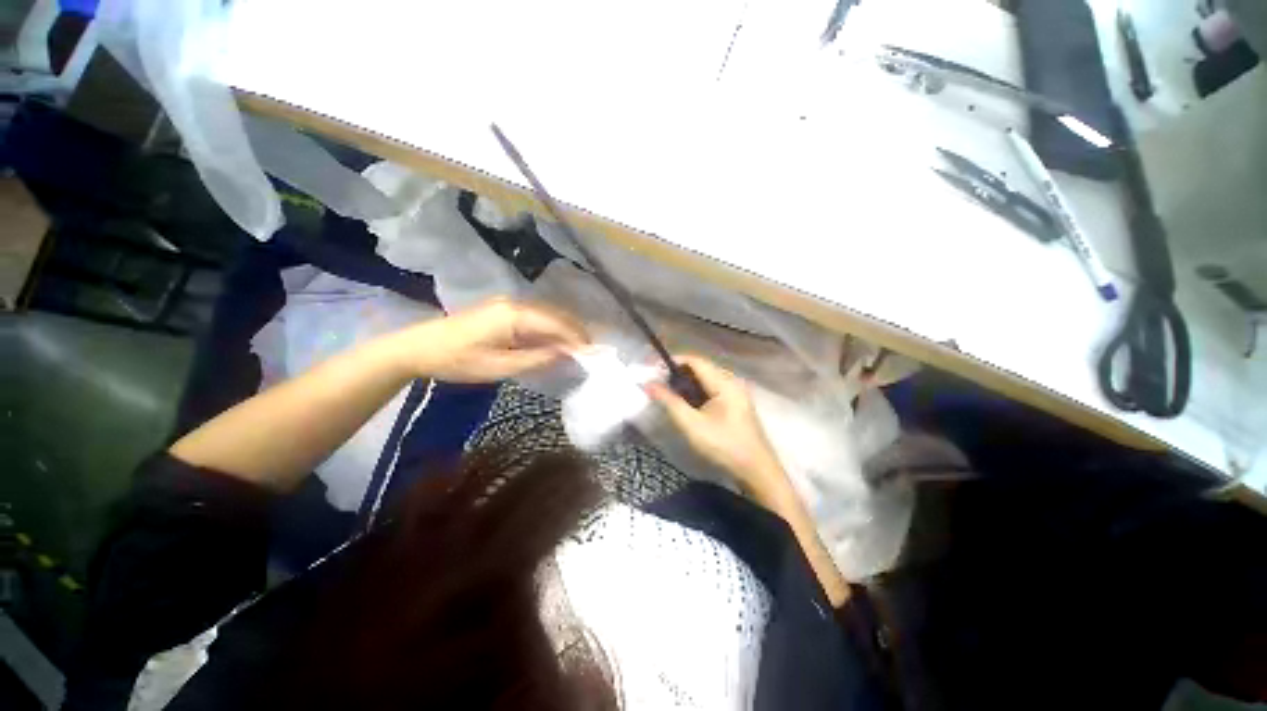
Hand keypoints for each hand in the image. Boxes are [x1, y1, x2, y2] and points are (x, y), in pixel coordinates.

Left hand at [399, 298, 588, 382]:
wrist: (419, 347)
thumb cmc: (458, 360)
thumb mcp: (500, 366)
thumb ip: (537, 358)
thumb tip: (567, 354)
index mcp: (515, 315)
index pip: (557, 323)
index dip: (577, 338)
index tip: (593, 353)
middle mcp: (516, 302)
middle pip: (555, 314)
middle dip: (575, 332)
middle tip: (589, 351)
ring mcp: (508, 303)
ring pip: (547, 313)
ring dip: (564, 329)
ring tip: (577, 348)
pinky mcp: (502, 309)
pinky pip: (535, 316)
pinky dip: (550, 328)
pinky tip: (554, 341)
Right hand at [646, 355, 788, 497]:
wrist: (756, 471)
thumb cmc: (724, 446)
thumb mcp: (692, 425)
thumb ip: (669, 402)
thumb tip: (648, 384)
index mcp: (724, 382)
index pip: (694, 360)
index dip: (672, 361)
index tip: (652, 367)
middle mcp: (732, 381)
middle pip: (700, 367)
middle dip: (677, 371)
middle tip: (657, 381)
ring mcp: (736, 392)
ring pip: (706, 378)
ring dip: (686, 381)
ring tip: (667, 390)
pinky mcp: (736, 402)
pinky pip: (713, 387)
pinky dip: (697, 390)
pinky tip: (686, 401)